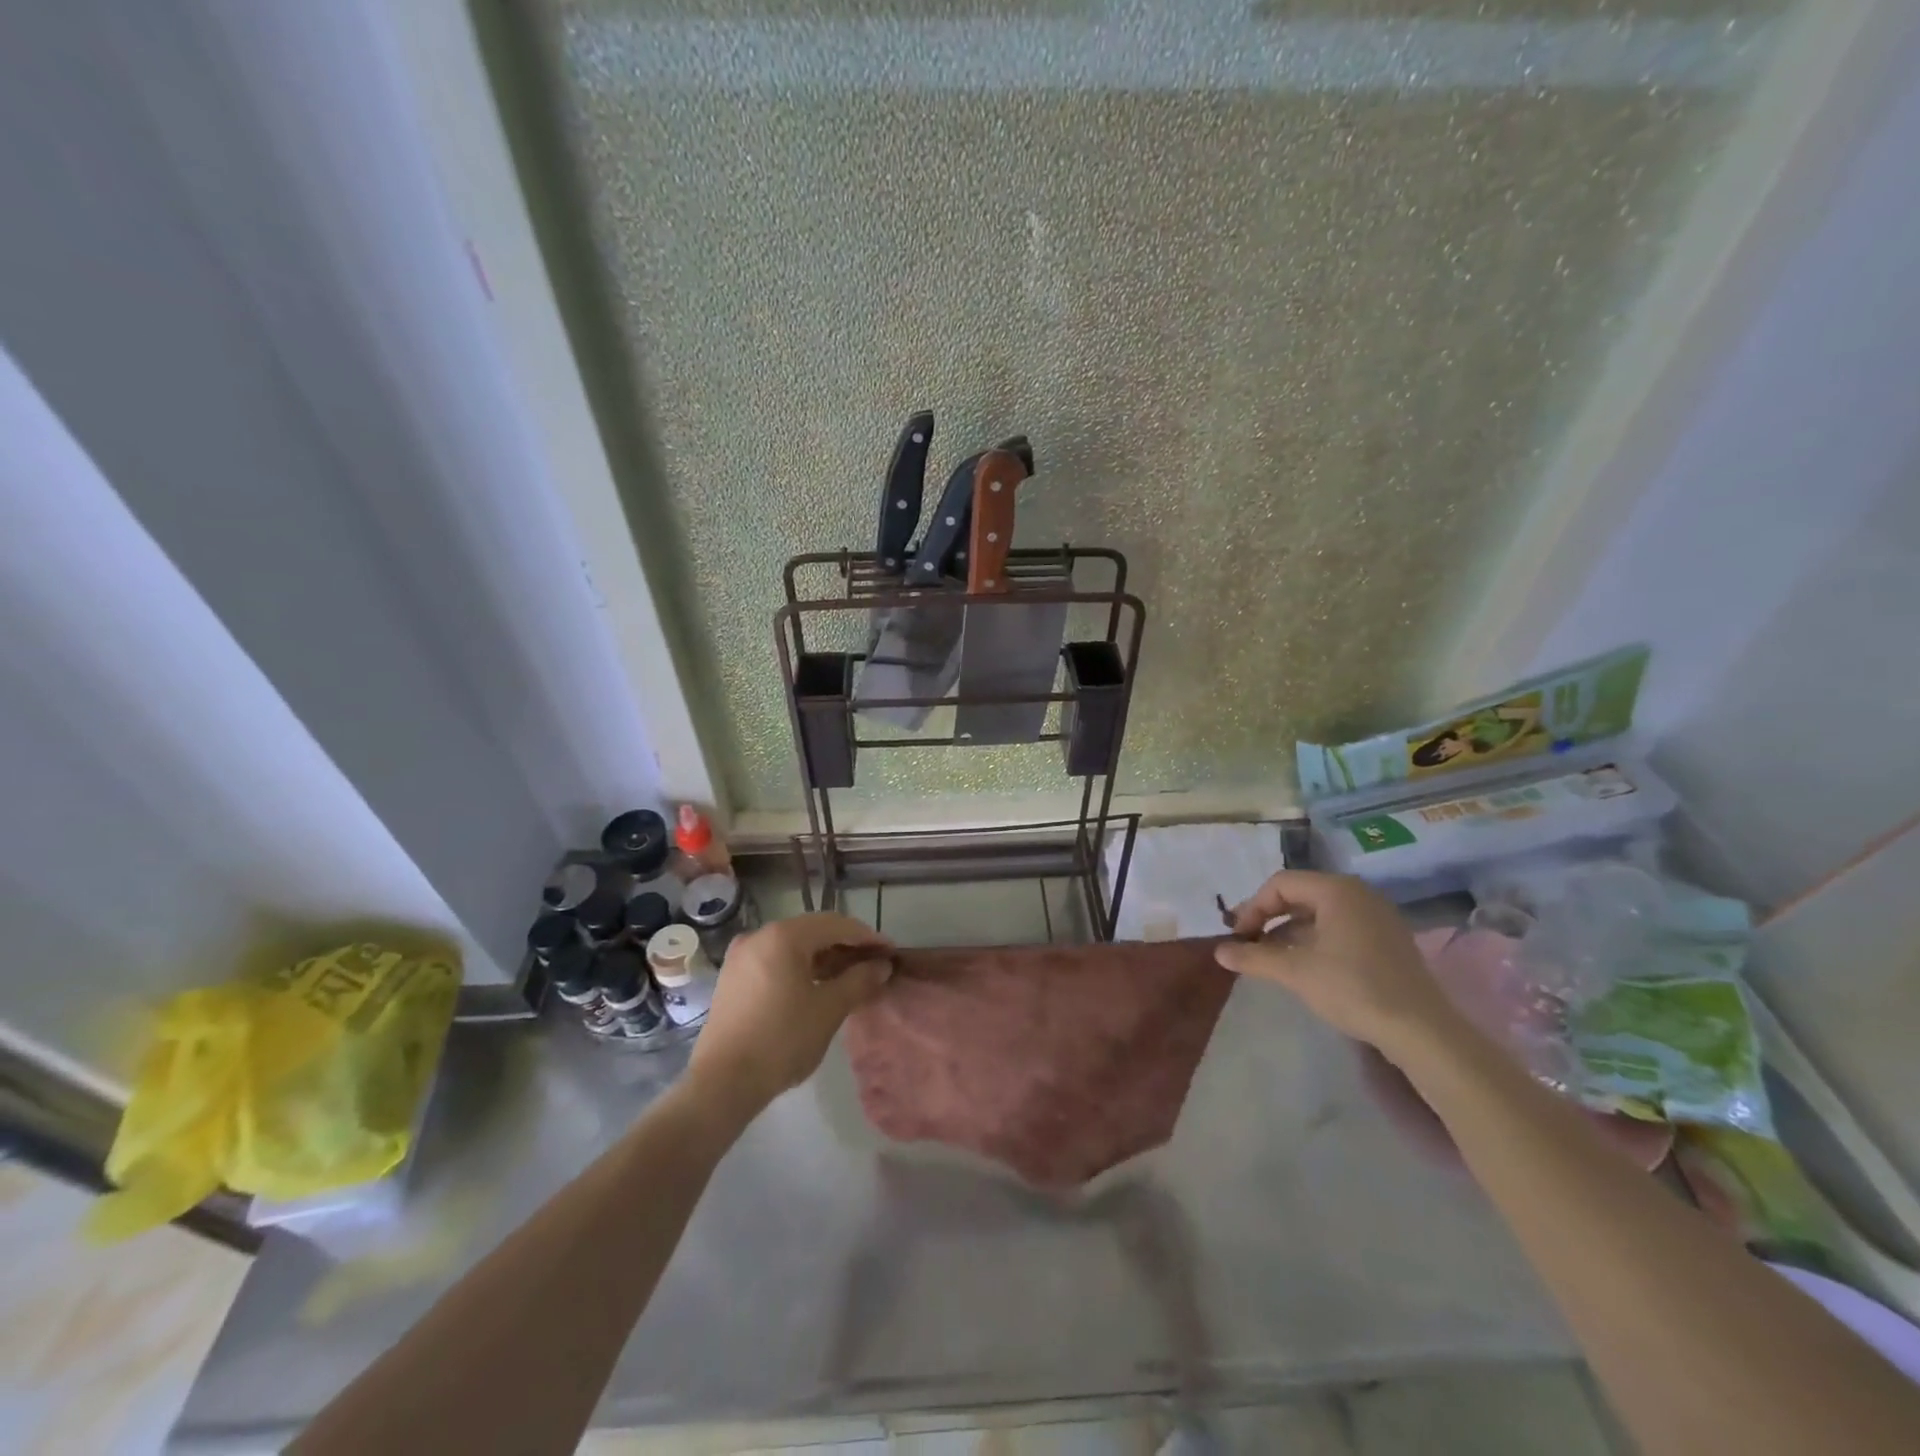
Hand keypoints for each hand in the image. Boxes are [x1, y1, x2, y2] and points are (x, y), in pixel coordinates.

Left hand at [685, 913, 892, 1118]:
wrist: (722, 1083)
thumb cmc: (781, 1040)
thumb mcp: (829, 1009)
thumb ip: (859, 981)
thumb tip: (882, 966)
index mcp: (784, 935)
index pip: (836, 925)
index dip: (867, 937)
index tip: (890, 952)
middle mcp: (760, 935)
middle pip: (813, 931)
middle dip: (846, 946)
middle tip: (873, 965)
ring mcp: (742, 956)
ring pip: (794, 946)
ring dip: (824, 958)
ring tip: (850, 978)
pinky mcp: (733, 977)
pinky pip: (776, 960)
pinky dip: (801, 968)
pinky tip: (817, 987)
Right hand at [1214, 870, 1462, 1062]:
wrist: (1422, 1031)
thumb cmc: (1353, 988)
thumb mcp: (1295, 972)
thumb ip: (1254, 957)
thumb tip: (1219, 951)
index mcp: (1336, 890)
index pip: (1280, 884)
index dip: (1252, 907)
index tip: (1238, 937)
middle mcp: (1358, 894)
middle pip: (1300, 894)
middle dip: (1270, 918)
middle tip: (1250, 943)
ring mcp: (1377, 916)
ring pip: (1320, 913)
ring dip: (1290, 931)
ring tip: (1272, 958)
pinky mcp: (1387, 940)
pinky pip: (1340, 928)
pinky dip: (1315, 940)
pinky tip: (1306, 966)